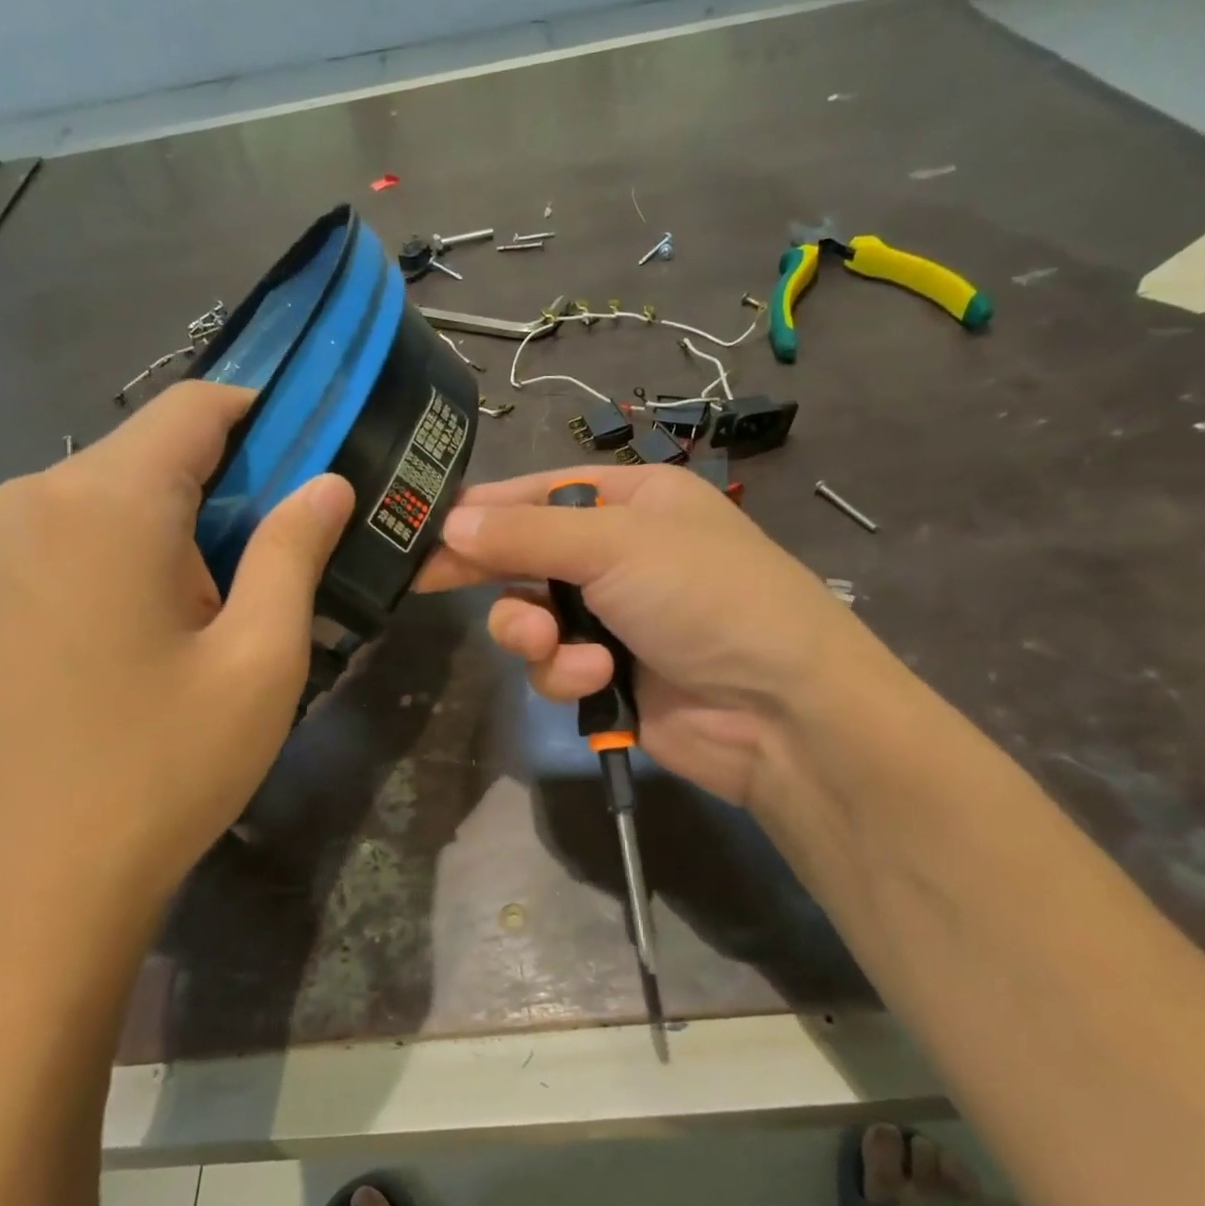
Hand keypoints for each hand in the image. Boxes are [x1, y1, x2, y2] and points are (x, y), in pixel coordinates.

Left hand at [0, 382, 353, 919]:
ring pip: (115, 494)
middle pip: (154, 449)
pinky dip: (133, 552)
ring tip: (225, 606)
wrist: (30, 891)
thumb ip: (295, 551)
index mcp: (103, 500)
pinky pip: (75, 537)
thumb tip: (328, 482)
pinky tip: (158, 632)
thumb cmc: (163, 768)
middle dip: (230, 483)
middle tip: (284, 557)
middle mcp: (32, 498)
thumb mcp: (260, 659)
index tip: (317, 461)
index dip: (267, 417)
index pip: (196, 406)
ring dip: (182, 524)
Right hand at [418, 465, 872, 809]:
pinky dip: (566, 673)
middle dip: (492, 574)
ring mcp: (613, 618)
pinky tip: (599, 679)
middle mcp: (620, 554)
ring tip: (548, 642)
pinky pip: (555, 666)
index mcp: (632, 501)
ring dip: (531, 631)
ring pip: (530, 617)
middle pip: (525, 556)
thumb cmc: (705, 597)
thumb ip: (525, 536)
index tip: (423, 528)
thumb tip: (449, 526)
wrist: (781, 712)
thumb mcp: (615, 545)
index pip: (536, 493)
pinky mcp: (609, 675)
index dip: (481, 510)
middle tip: (426, 581)